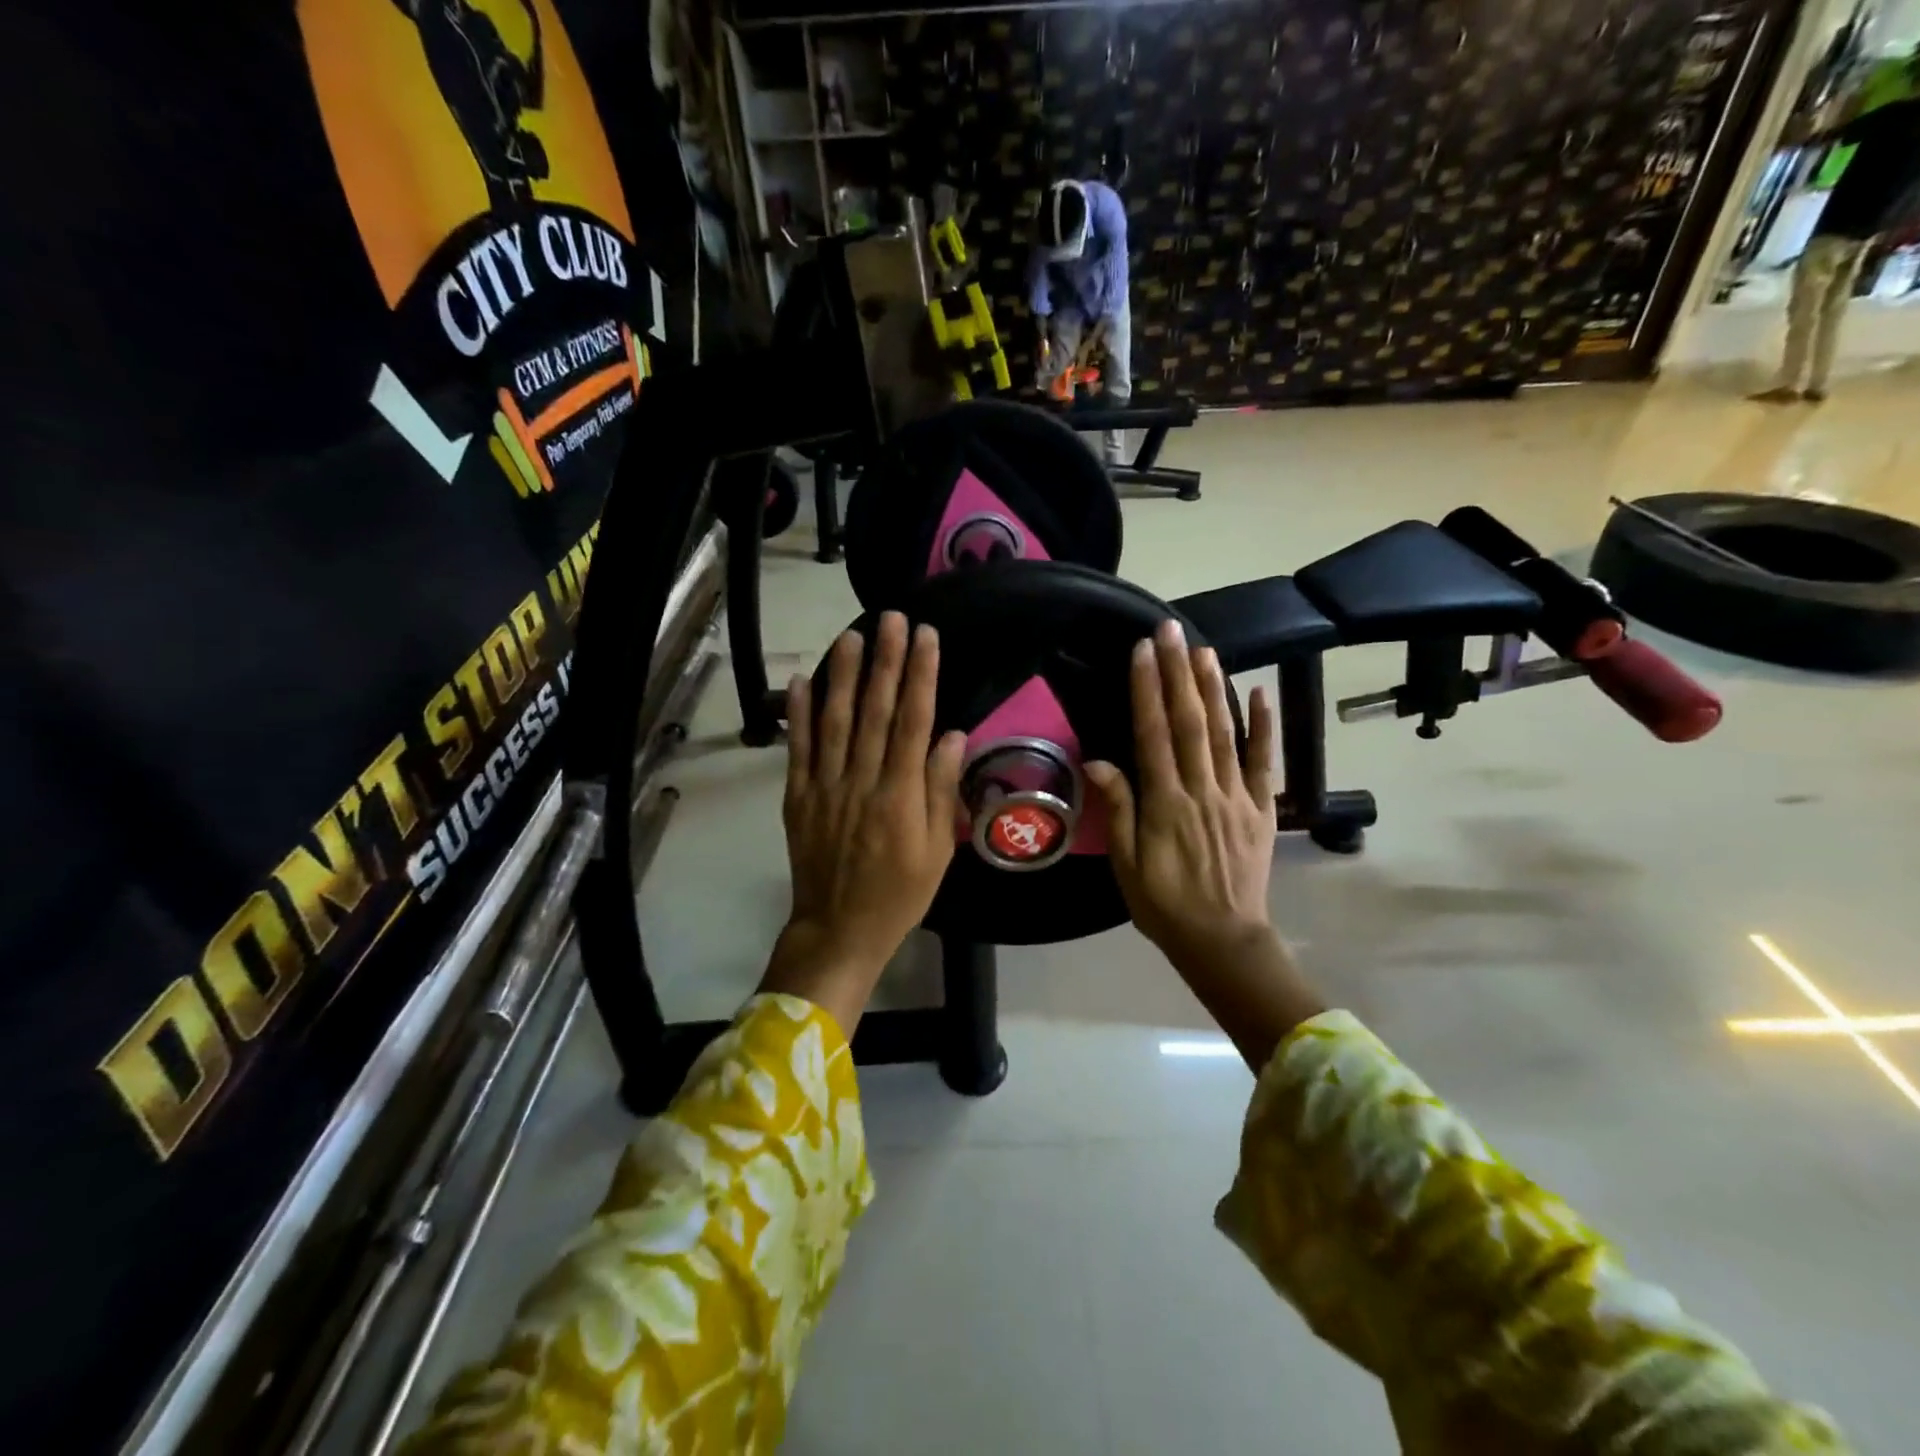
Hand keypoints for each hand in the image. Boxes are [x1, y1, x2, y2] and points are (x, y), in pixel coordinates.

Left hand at [762, 614, 966, 1035]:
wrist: (839, 929)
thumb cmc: (900, 894)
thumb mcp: (937, 851)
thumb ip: (941, 791)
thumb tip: (952, 736)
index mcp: (901, 796)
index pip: (913, 722)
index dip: (921, 675)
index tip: (926, 637)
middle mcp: (862, 782)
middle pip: (875, 711)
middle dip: (885, 660)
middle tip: (891, 618)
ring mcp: (825, 787)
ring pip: (834, 721)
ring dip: (843, 675)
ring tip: (851, 634)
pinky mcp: (798, 797)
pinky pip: (797, 749)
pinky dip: (799, 713)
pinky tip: (803, 679)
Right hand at [1085, 621, 1323, 1068]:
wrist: (1223, 941)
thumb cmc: (1165, 906)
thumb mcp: (1128, 866)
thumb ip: (1119, 810)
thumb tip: (1099, 760)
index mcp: (1166, 805)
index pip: (1154, 735)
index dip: (1147, 691)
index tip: (1143, 651)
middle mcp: (1203, 791)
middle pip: (1190, 723)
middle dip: (1178, 674)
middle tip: (1171, 631)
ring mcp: (1237, 797)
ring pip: (1225, 734)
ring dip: (1214, 688)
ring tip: (1204, 649)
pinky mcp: (1262, 808)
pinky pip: (1265, 762)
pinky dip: (1264, 727)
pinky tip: (1258, 693)